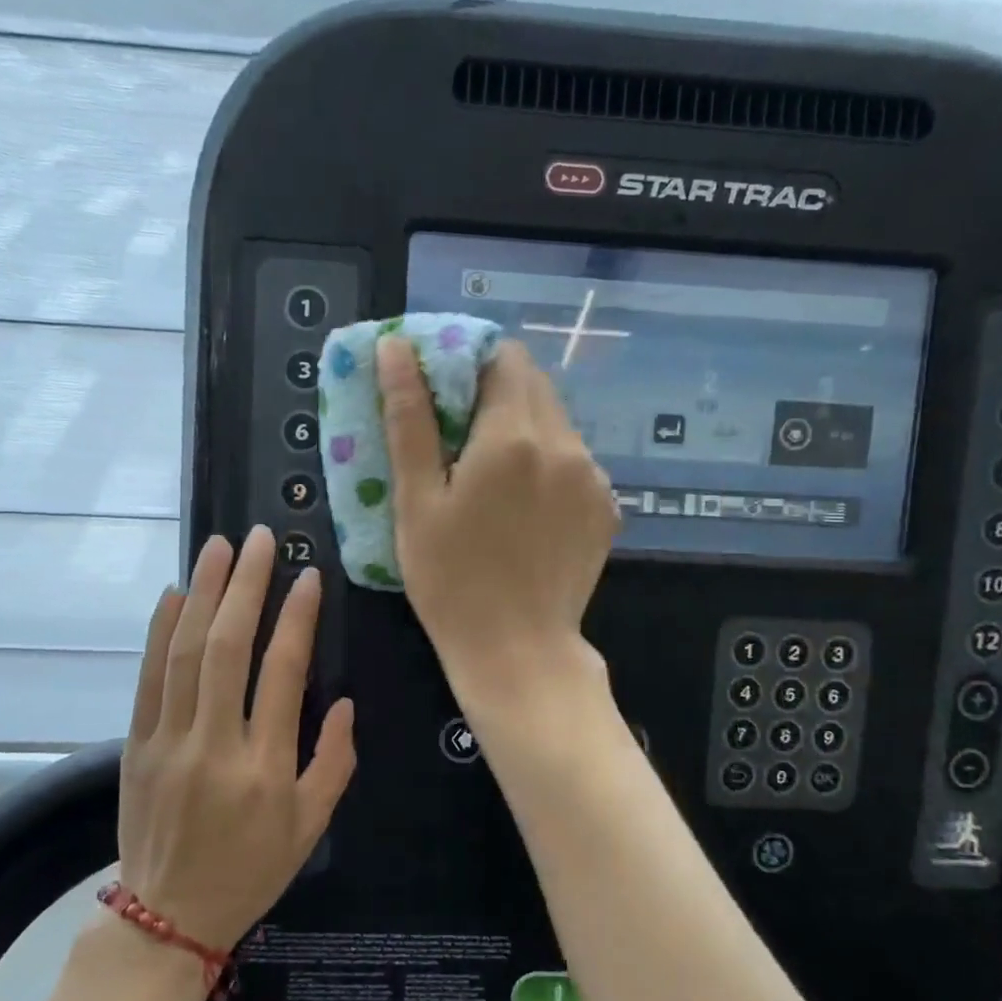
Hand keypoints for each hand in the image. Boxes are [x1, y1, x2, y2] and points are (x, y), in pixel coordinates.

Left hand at [117, 527, 356, 950]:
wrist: (167, 917)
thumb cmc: (250, 870)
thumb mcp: (311, 828)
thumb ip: (334, 762)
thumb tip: (343, 701)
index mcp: (264, 767)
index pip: (282, 675)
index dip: (296, 619)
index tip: (307, 576)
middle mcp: (214, 745)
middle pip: (227, 649)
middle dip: (244, 586)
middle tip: (258, 538)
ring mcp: (168, 741)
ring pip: (184, 653)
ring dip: (202, 593)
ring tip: (217, 547)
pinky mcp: (136, 744)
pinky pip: (148, 678)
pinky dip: (159, 632)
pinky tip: (173, 594)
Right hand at [378, 335, 618, 698]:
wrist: (518, 652)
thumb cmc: (451, 580)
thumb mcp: (416, 501)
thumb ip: (409, 418)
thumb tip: (395, 348)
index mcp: (513, 435)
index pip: (503, 356)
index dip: (469, 360)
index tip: (441, 388)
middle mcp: (565, 443)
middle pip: (533, 383)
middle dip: (493, 391)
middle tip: (456, 432)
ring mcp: (593, 476)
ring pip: (555, 420)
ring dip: (521, 426)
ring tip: (487, 473)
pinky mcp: (606, 506)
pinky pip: (573, 458)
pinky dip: (545, 461)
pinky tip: (522, 504)